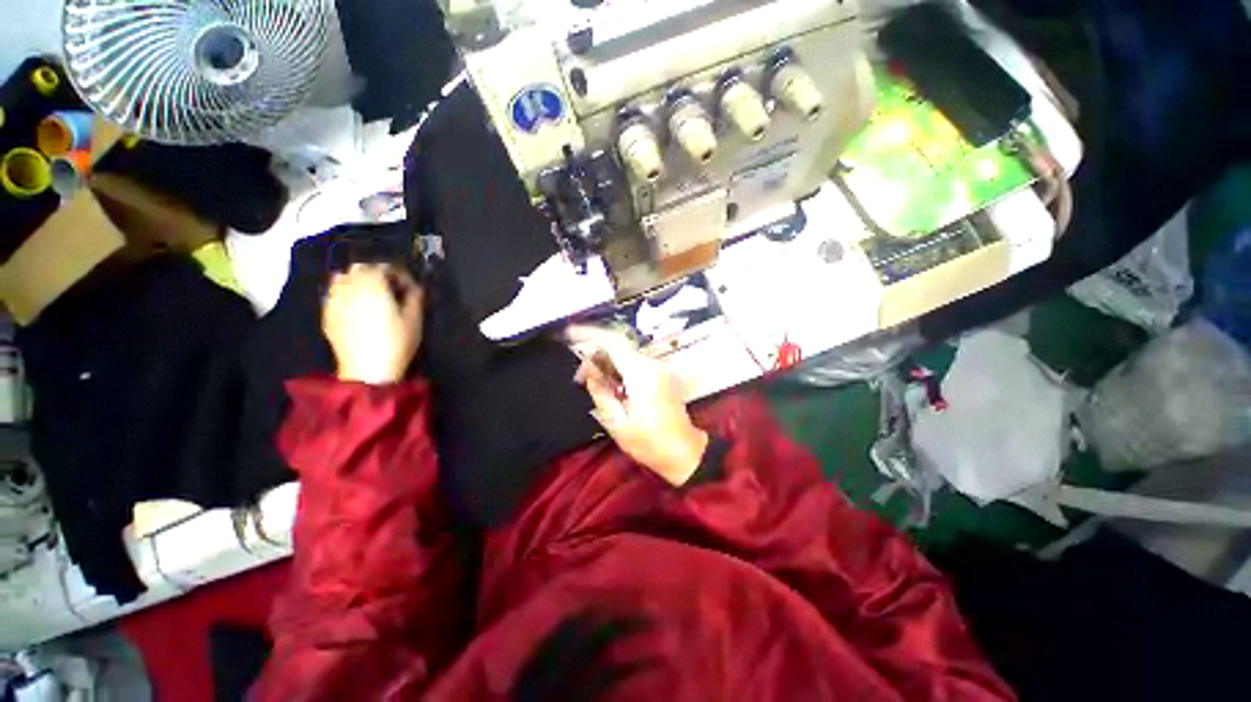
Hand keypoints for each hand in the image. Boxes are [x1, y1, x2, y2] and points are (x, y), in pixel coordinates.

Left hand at [323, 263, 423, 384]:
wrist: (368, 369)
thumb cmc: (396, 342)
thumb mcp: (415, 319)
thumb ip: (415, 297)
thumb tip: (414, 287)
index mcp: (373, 284)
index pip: (385, 266)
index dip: (400, 274)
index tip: (410, 287)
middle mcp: (350, 286)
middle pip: (360, 268)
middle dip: (376, 274)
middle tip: (391, 289)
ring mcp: (334, 300)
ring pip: (343, 278)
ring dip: (358, 281)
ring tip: (371, 295)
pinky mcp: (327, 314)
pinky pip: (334, 294)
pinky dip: (346, 295)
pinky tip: (357, 308)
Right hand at [568, 325, 708, 486]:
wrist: (684, 451)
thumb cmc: (649, 442)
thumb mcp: (616, 422)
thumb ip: (600, 390)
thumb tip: (588, 367)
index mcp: (641, 373)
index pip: (611, 343)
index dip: (588, 335)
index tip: (568, 333)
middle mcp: (652, 364)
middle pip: (618, 345)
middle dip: (595, 351)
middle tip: (579, 374)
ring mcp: (658, 367)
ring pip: (625, 352)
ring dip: (605, 359)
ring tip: (589, 378)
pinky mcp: (660, 373)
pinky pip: (634, 361)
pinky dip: (617, 365)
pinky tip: (607, 380)